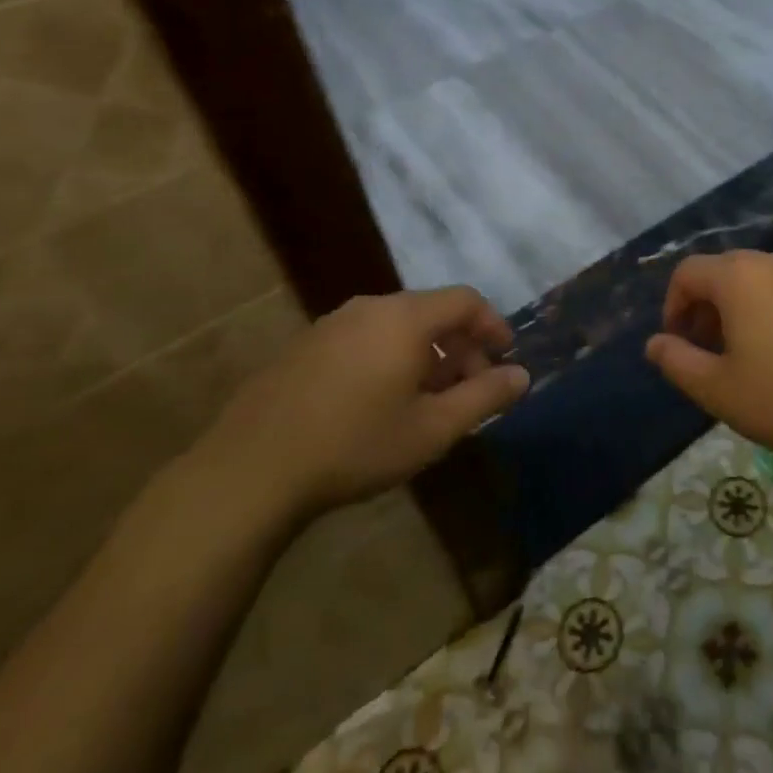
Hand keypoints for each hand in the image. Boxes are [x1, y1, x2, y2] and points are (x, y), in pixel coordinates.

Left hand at [195, 286, 528, 518]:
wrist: (250, 471)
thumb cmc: (355, 446)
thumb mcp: (432, 429)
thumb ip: (484, 398)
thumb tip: (522, 376)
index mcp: (404, 318)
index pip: (465, 300)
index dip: (492, 325)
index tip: (505, 358)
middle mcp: (369, 307)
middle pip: (431, 312)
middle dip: (460, 347)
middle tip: (469, 390)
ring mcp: (331, 324)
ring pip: (395, 326)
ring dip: (424, 355)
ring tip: (426, 401)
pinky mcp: (303, 346)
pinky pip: (363, 338)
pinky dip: (388, 358)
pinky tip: (379, 404)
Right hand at [646, 251, 772, 464]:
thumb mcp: (720, 390)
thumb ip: (678, 363)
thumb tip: (654, 344)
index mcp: (738, 276)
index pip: (687, 272)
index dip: (673, 305)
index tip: (678, 343)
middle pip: (724, 272)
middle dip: (706, 308)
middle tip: (708, 352)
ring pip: (761, 281)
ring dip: (742, 310)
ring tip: (749, 355)